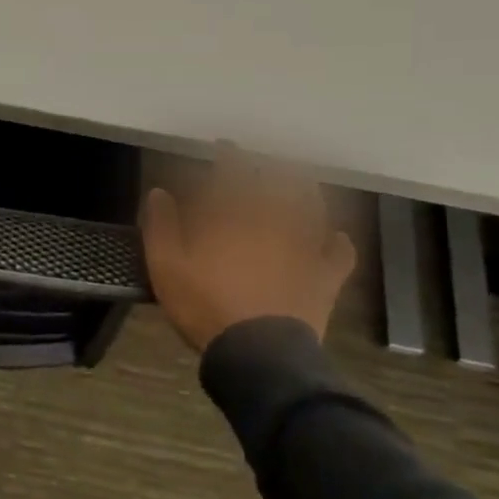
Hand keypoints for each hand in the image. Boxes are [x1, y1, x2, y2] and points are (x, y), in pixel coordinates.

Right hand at [140, 153, 356, 348]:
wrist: (257, 352)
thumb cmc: (205, 305)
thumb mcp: (166, 266)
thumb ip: (161, 226)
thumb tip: (160, 193)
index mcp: (234, 216)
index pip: (234, 172)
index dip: (230, 155)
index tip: (224, 146)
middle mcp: (274, 222)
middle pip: (279, 183)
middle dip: (271, 167)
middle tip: (264, 162)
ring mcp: (304, 248)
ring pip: (312, 208)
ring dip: (305, 191)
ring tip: (299, 184)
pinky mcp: (324, 277)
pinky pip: (339, 253)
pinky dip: (338, 242)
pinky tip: (335, 237)